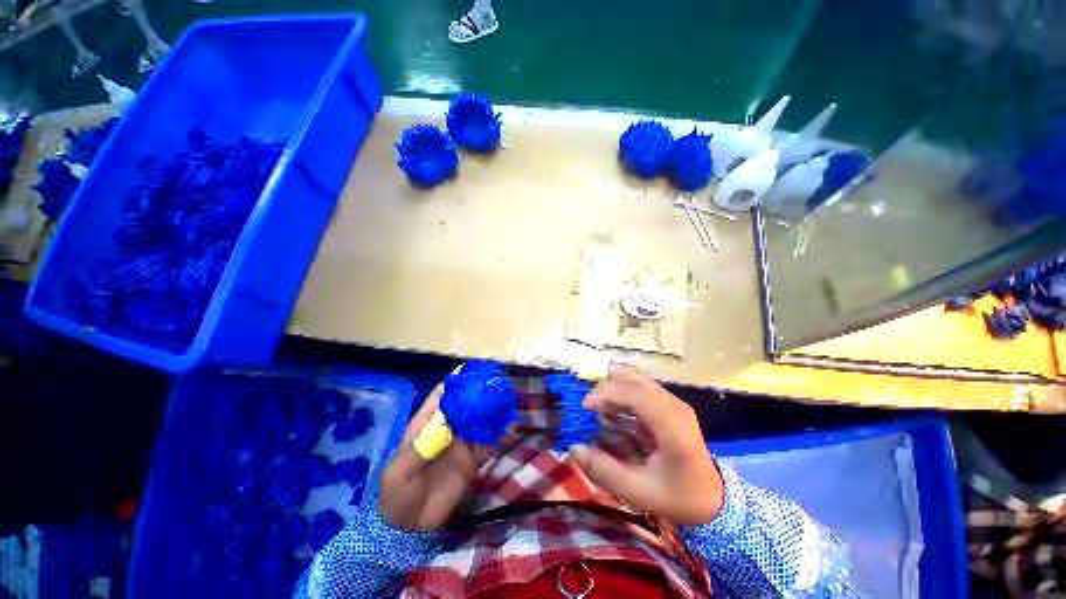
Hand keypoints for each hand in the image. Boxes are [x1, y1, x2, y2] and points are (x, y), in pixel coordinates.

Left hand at [378, 382, 493, 531]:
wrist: (409, 528)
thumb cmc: (397, 495)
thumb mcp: (400, 474)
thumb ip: (419, 451)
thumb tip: (443, 428)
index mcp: (426, 425)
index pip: (441, 397)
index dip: (455, 381)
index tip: (471, 369)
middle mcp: (446, 429)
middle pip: (465, 404)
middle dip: (478, 392)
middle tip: (495, 381)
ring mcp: (460, 444)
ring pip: (478, 420)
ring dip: (490, 409)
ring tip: (505, 397)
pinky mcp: (472, 460)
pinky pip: (487, 441)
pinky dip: (497, 432)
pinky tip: (507, 425)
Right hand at [570, 364, 723, 525]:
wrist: (714, 500)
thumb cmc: (679, 498)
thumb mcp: (639, 492)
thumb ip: (605, 470)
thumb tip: (574, 448)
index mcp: (672, 425)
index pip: (635, 393)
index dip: (606, 393)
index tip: (585, 407)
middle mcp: (673, 404)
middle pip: (633, 379)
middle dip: (605, 388)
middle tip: (588, 408)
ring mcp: (672, 401)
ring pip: (635, 378)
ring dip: (612, 387)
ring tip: (598, 409)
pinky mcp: (668, 403)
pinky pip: (639, 387)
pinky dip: (621, 393)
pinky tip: (613, 412)